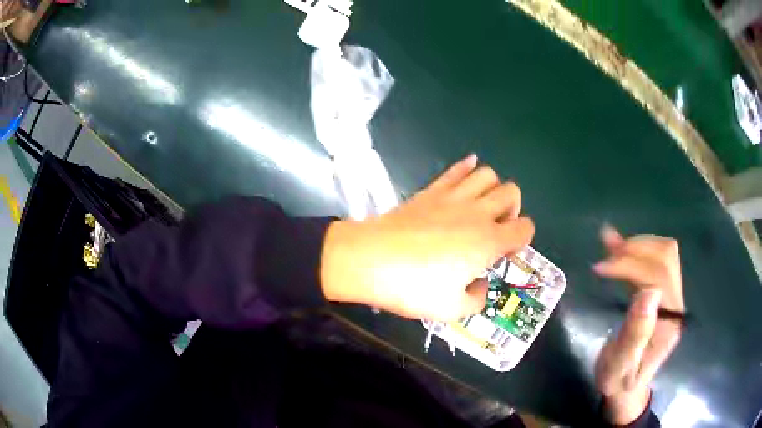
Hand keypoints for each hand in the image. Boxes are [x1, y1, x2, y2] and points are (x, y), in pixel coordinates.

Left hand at [320, 154, 534, 320]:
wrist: (371, 259)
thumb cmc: (413, 287)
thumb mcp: (451, 310)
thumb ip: (476, 299)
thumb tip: (481, 284)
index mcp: (488, 242)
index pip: (525, 228)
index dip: (523, 239)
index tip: (506, 252)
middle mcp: (477, 213)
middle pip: (512, 192)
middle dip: (513, 208)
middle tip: (498, 227)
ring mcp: (454, 197)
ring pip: (487, 174)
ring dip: (493, 188)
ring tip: (482, 206)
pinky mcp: (432, 190)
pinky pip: (456, 169)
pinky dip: (467, 167)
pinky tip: (468, 173)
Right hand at [593, 226, 683, 424]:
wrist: (627, 387)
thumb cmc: (619, 379)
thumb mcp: (619, 367)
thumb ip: (635, 335)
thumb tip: (649, 292)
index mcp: (668, 323)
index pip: (657, 278)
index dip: (630, 266)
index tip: (600, 268)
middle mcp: (676, 304)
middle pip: (665, 259)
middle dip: (634, 250)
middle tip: (605, 253)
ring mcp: (673, 297)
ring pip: (665, 254)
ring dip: (638, 245)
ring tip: (611, 244)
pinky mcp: (665, 293)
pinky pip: (659, 260)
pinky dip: (641, 247)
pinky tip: (621, 242)